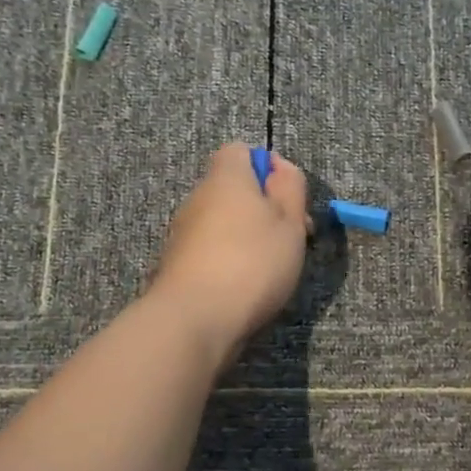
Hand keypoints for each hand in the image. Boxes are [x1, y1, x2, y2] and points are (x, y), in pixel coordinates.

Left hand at [149, 142, 310, 359]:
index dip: (268, 167)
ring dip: (247, 237)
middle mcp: (198, 198)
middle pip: (233, 189)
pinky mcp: (178, 264)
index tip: (289, 197)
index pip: (240, 151)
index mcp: (225, 178)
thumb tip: (279, 167)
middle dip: (263, 207)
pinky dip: (229, 260)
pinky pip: (211, 249)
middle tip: (292, 237)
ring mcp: (183, 232)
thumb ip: (290, 187)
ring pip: (223, 222)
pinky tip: (246, 286)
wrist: (195, 319)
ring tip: (272, 268)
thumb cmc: (252, 263)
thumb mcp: (289, 222)